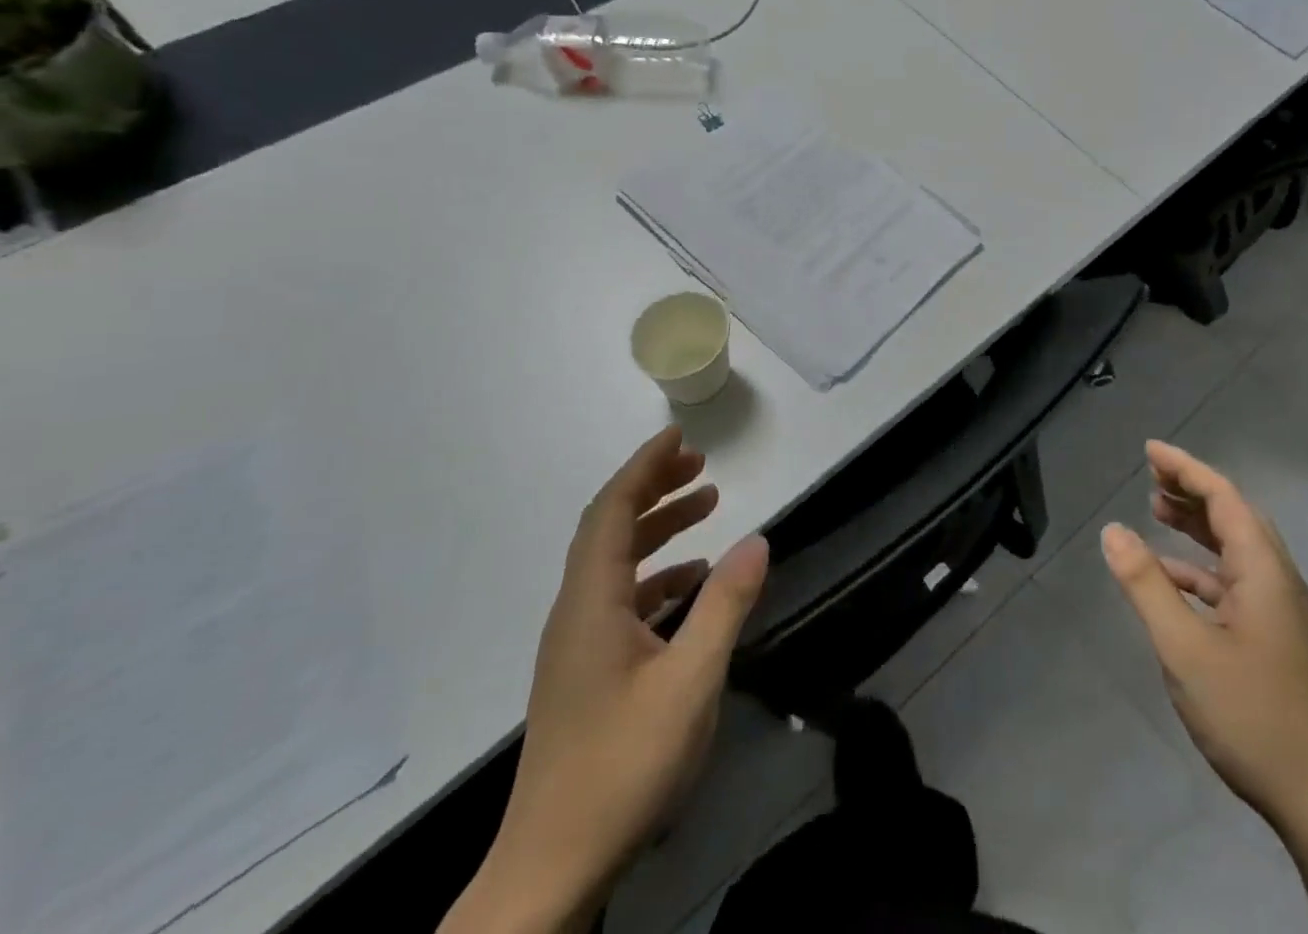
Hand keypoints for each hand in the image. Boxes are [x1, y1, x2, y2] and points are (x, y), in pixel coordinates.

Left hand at [445, 426, 768, 933]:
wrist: (549, 870)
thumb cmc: (621, 767)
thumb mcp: (691, 681)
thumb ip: (725, 605)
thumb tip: (758, 538)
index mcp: (590, 604)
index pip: (610, 511)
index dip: (643, 467)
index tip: (679, 436)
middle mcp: (576, 614)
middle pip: (610, 529)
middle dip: (654, 489)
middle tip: (701, 466)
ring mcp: (577, 647)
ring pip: (616, 565)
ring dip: (659, 530)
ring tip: (709, 509)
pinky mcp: (586, 675)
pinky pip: (622, 600)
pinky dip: (658, 576)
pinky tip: (695, 585)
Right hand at [1101, 440, 1307, 835]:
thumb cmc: (1250, 714)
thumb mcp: (1184, 648)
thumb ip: (1146, 585)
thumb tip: (1113, 531)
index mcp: (1264, 571)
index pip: (1224, 498)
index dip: (1186, 468)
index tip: (1150, 450)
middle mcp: (1278, 580)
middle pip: (1234, 516)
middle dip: (1192, 490)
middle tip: (1150, 476)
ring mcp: (1280, 611)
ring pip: (1236, 549)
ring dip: (1198, 526)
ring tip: (1157, 511)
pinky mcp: (1276, 638)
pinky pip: (1234, 582)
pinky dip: (1201, 568)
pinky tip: (1172, 579)